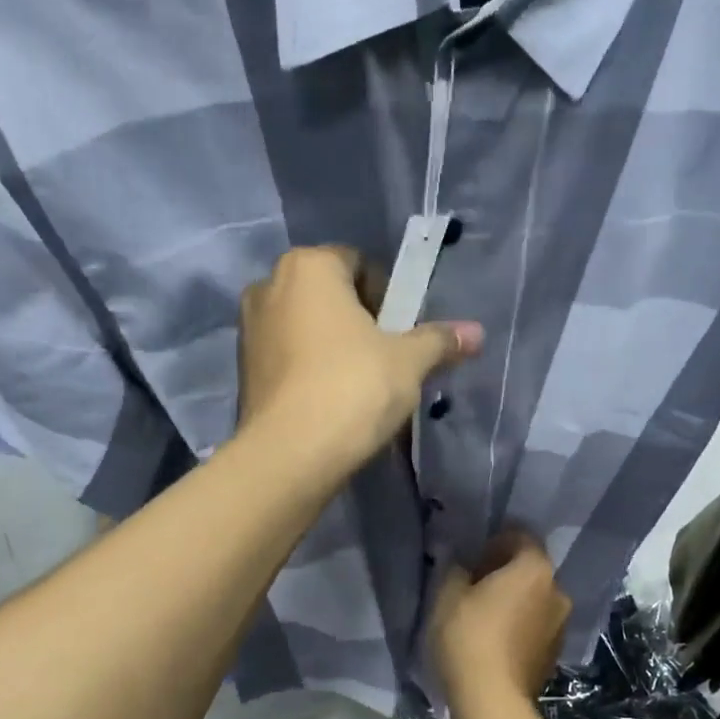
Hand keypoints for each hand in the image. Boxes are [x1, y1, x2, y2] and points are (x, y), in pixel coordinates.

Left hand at [238, 245, 482, 478]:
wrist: (290, 455)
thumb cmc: (353, 388)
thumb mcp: (408, 362)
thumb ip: (439, 341)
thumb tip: (477, 333)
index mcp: (308, 267)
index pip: (358, 263)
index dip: (387, 295)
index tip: (401, 332)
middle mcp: (268, 287)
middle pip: (328, 296)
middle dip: (358, 321)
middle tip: (385, 359)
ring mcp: (248, 330)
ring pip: (305, 328)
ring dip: (332, 347)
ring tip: (359, 386)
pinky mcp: (242, 372)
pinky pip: (287, 359)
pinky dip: (308, 371)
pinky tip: (330, 403)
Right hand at [428, 532, 571, 711]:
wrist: (493, 701)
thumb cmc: (468, 636)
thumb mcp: (448, 595)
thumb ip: (456, 569)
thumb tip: (464, 565)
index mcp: (535, 569)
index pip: (521, 538)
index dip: (496, 542)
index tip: (474, 556)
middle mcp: (558, 592)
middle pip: (531, 571)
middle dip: (507, 573)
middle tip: (476, 585)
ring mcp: (561, 626)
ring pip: (535, 601)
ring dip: (515, 602)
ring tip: (484, 617)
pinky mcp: (555, 655)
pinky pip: (535, 628)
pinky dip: (520, 627)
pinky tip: (495, 641)